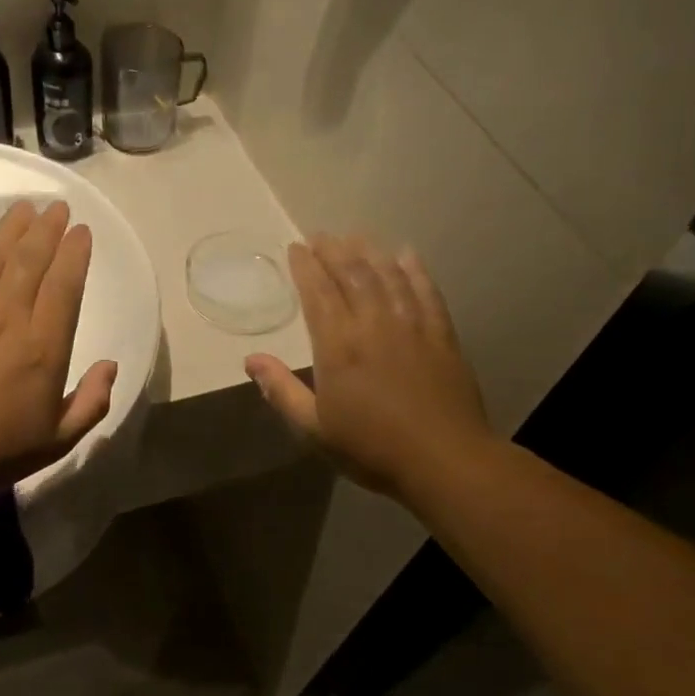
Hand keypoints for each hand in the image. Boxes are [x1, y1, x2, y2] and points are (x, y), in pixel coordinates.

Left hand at [0, 200, 116, 495]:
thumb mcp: (58, 440)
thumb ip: (91, 402)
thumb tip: (111, 365)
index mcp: (43, 348)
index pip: (64, 286)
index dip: (74, 254)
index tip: (81, 231)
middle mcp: (8, 319)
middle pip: (30, 261)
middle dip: (47, 229)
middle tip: (57, 207)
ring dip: (11, 228)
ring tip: (24, 207)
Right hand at [246, 235, 493, 500]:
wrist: (443, 460)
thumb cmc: (371, 448)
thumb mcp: (314, 429)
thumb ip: (282, 391)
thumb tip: (251, 360)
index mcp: (338, 347)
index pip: (318, 294)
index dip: (305, 268)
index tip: (296, 248)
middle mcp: (373, 326)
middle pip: (352, 276)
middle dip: (334, 251)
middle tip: (321, 235)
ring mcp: (412, 328)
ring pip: (388, 277)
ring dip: (370, 253)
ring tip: (356, 237)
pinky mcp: (441, 336)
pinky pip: (426, 292)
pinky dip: (414, 270)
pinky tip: (406, 256)